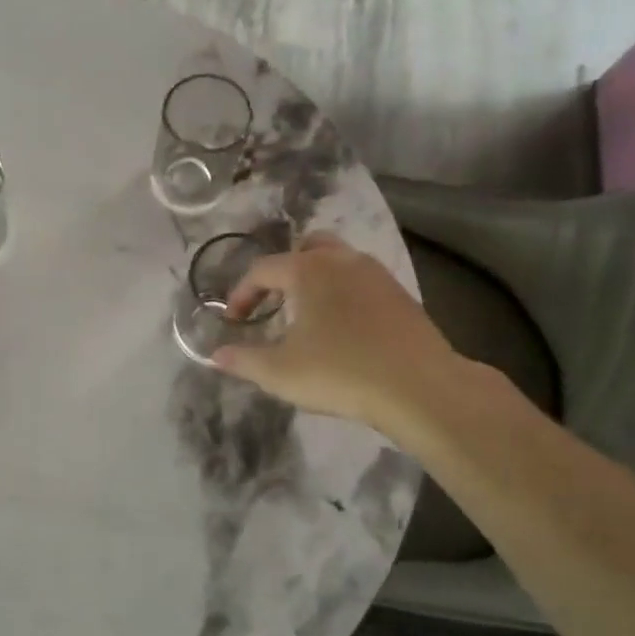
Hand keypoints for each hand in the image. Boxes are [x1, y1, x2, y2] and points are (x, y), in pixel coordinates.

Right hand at [213, 235, 460, 429]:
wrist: (419, 387)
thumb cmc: (339, 372)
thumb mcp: (279, 372)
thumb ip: (243, 360)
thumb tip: (215, 355)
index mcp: (307, 270)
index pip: (262, 270)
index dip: (241, 294)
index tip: (233, 322)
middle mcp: (342, 260)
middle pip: (306, 248)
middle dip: (283, 271)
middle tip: (272, 303)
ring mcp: (377, 274)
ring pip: (338, 261)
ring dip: (316, 280)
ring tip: (307, 314)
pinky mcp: (401, 295)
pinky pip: (361, 281)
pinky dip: (343, 293)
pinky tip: (343, 328)